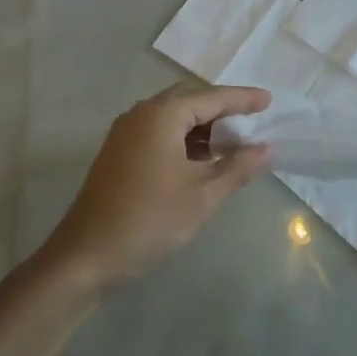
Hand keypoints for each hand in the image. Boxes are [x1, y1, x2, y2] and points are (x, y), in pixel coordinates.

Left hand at [46, 84, 272, 287]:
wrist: (86, 257)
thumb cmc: (150, 220)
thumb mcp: (202, 196)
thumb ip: (237, 167)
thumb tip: (266, 148)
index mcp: (161, 115)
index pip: (212, 98)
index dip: (243, 99)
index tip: (269, 100)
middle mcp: (141, 114)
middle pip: (190, 99)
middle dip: (223, 108)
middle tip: (254, 119)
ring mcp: (126, 133)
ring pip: (173, 116)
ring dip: (204, 125)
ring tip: (235, 141)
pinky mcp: (120, 153)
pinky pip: (160, 132)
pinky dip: (186, 139)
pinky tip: (204, 158)